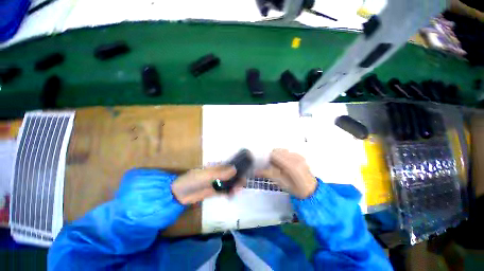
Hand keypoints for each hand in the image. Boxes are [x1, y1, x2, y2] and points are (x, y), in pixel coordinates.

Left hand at [171, 165, 239, 204]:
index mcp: (217, 167)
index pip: (231, 165)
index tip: (247, 170)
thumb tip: (235, 169)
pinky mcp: (215, 191)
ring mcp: (217, 182)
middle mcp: (219, 173)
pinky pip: (225, 191)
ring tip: (236, 192)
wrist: (179, 194)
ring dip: (235, 186)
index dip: (239, 166)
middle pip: (232, 174)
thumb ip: (220, 173)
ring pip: (230, 183)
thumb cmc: (192, 180)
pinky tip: (232, 195)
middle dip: (238, 178)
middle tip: (241, 185)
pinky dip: (230, 192)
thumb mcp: (207, 175)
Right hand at [256, 149, 316, 198]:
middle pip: (278, 150)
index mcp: (291, 165)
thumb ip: (268, 174)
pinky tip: (285, 164)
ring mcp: (298, 156)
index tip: (265, 163)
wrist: (311, 190)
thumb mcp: (280, 182)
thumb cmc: (296, 189)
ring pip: (282, 150)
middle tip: (271, 165)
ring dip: (278, 156)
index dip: (268, 158)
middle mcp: (295, 158)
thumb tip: (256, 171)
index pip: (274, 154)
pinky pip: (288, 152)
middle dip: (272, 156)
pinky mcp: (300, 156)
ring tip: (278, 165)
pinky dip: (283, 156)